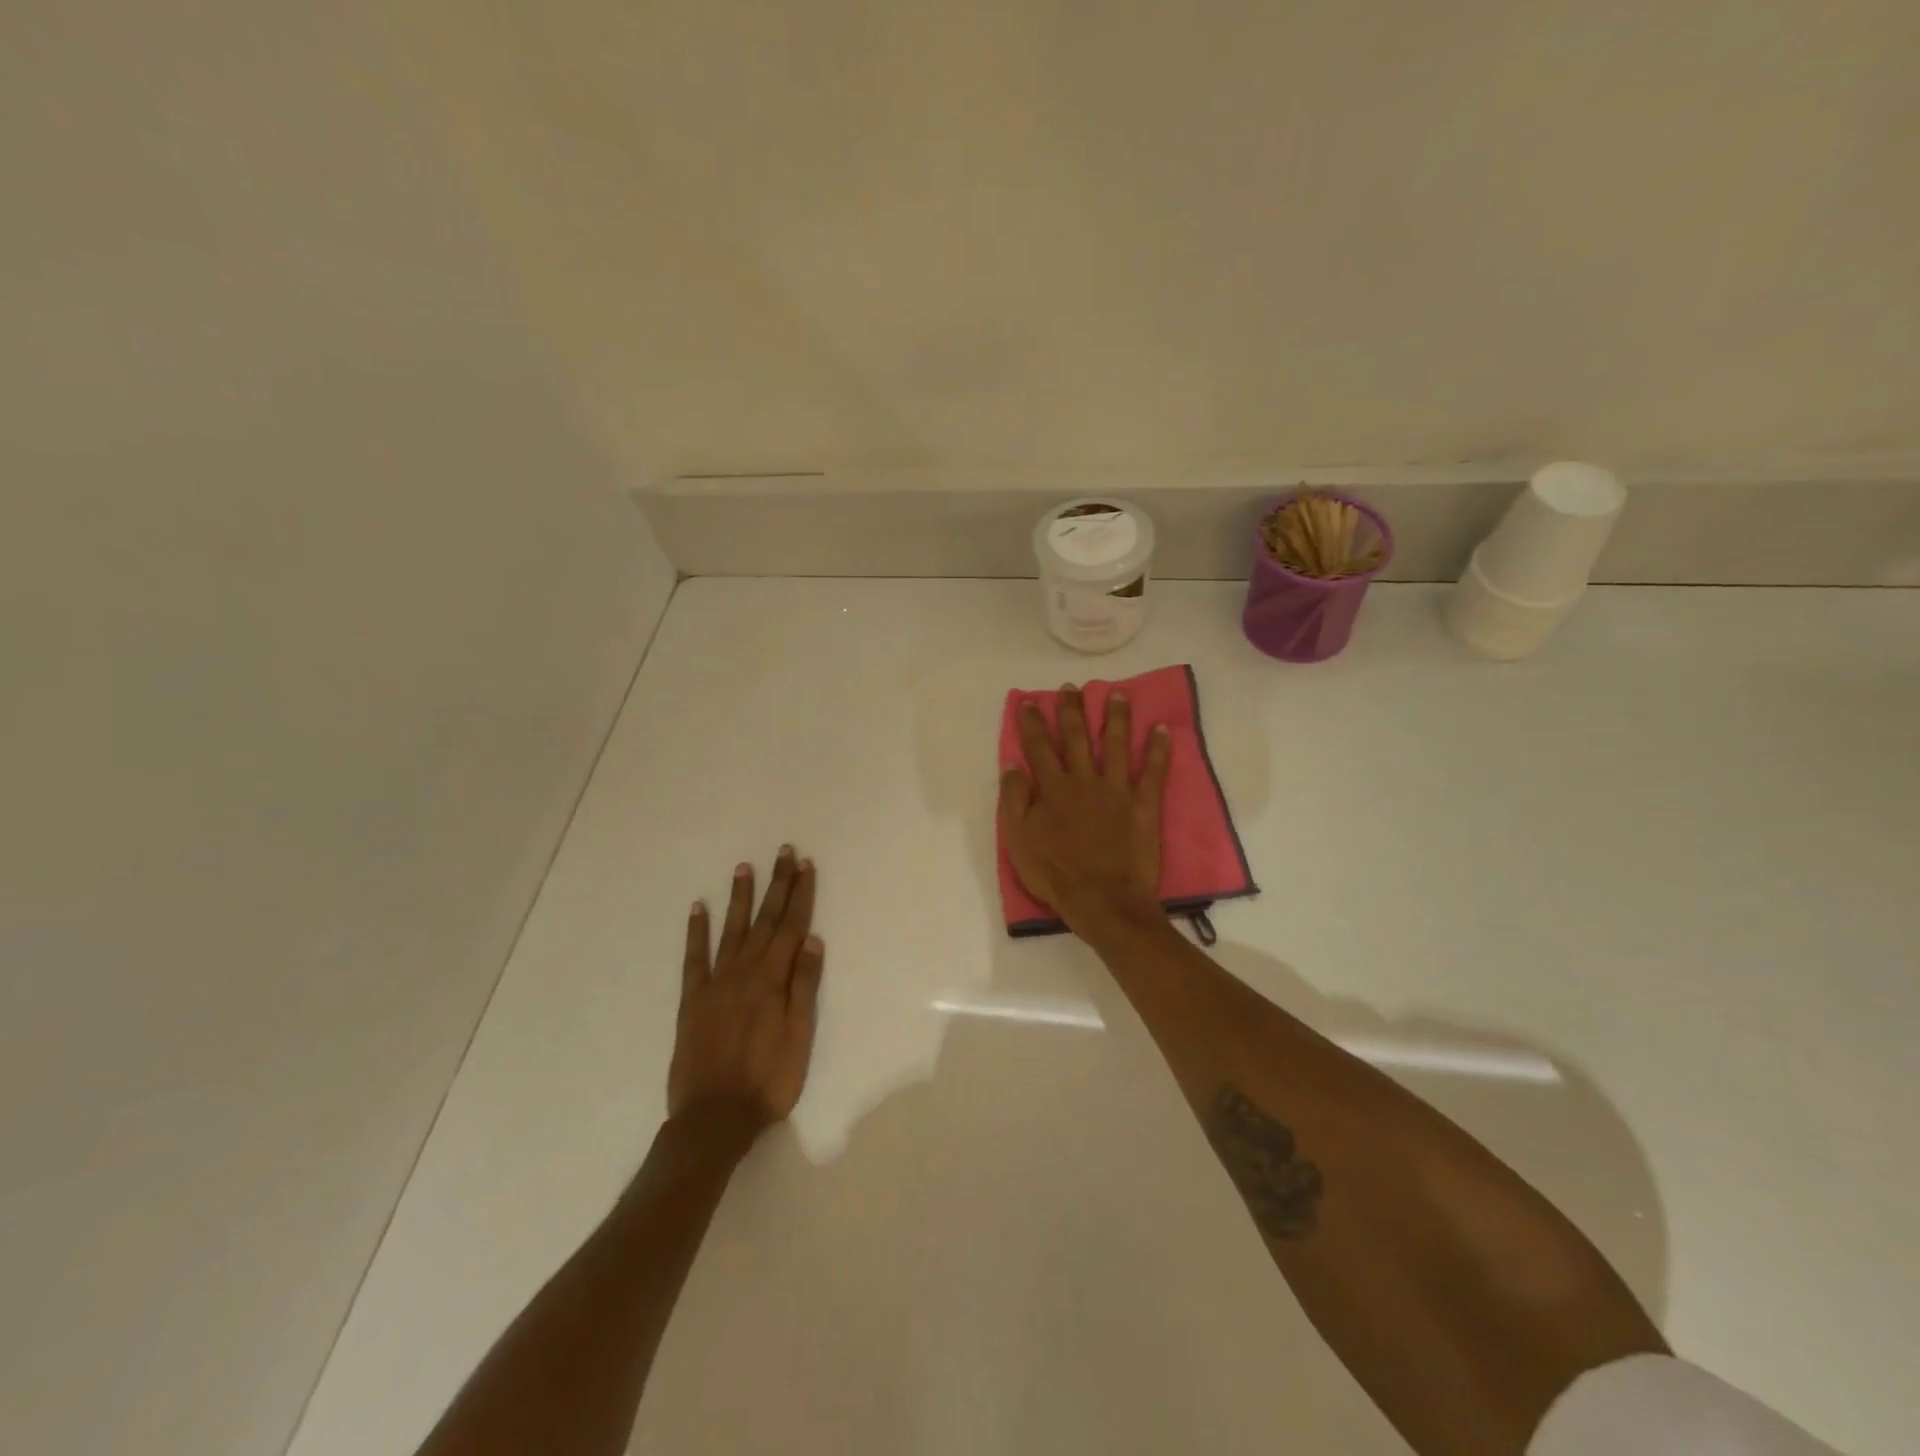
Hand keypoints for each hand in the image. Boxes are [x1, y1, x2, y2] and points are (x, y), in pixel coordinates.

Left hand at [671, 847, 823, 1129]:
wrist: (713, 1118)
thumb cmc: (768, 1080)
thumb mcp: (800, 1037)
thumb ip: (804, 986)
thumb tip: (812, 940)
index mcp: (773, 980)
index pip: (792, 927)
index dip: (800, 895)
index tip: (805, 865)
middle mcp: (744, 972)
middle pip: (765, 920)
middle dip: (778, 885)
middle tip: (784, 852)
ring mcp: (715, 983)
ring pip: (732, 930)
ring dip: (740, 898)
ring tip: (745, 867)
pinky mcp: (692, 1000)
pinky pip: (694, 958)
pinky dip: (696, 932)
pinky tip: (698, 909)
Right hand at [998, 684, 1172, 933]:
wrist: (1102, 900)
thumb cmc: (1055, 873)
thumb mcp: (1018, 840)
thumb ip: (1014, 800)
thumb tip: (1013, 765)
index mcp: (1053, 789)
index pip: (1039, 748)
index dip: (1033, 723)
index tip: (1030, 702)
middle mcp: (1084, 781)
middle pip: (1077, 738)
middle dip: (1072, 711)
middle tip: (1071, 688)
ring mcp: (1116, 791)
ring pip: (1116, 745)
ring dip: (1116, 718)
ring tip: (1119, 694)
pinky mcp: (1142, 805)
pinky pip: (1153, 772)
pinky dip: (1159, 750)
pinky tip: (1163, 729)